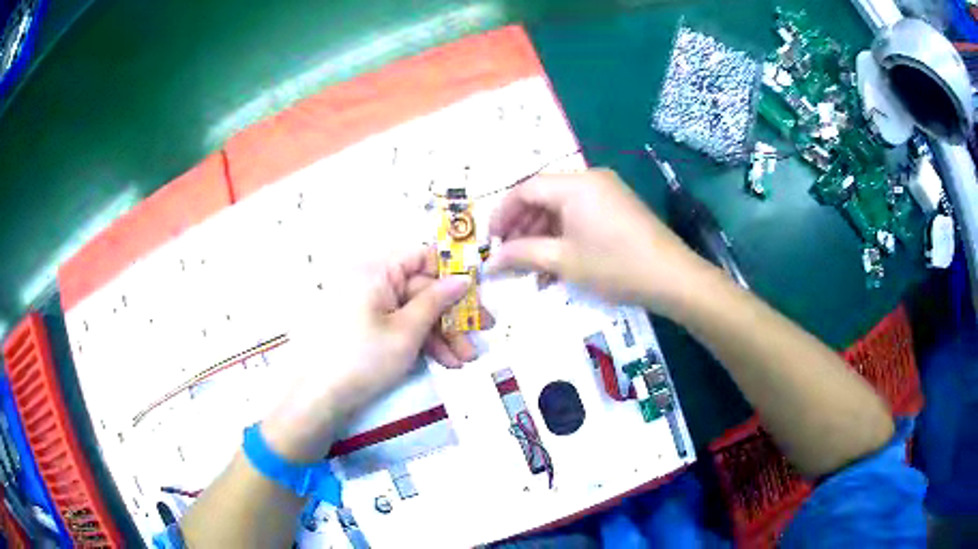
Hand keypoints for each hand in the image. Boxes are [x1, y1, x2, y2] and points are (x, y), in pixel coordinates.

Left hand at [261, 247, 479, 461]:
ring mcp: (369, 305)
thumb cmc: (364, 358)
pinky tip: (444, 362)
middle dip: (453, 316)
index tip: (477, 292)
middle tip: (483, 334)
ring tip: (464, 360)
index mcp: (377, 271)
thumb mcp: (407, 331)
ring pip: (414, 311)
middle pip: (422, 289)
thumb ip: (437, 301)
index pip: (422, 257)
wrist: (320, 397)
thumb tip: (463, 278)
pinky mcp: (367, 326)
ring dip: (442, 334)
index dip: (452, 272)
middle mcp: (372, 281)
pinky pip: (400, 324)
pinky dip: (422, 342)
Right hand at [487, 169, 710, 313]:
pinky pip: (580, 212)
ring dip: (542, 232)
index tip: (491, 241)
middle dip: (522, 225)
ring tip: (530, 263)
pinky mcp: (617, 206)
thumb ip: (523, 254)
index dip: (503, 213)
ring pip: (561, 205)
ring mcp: (606, 191)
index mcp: (574, 184)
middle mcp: (589, 178)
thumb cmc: (615, 266)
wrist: (672, 277)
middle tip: (508, 254)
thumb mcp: (564, 261)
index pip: (525, 188)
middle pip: (543, 195)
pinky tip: (556, 259)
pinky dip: (564, 232)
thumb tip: (490, 261)